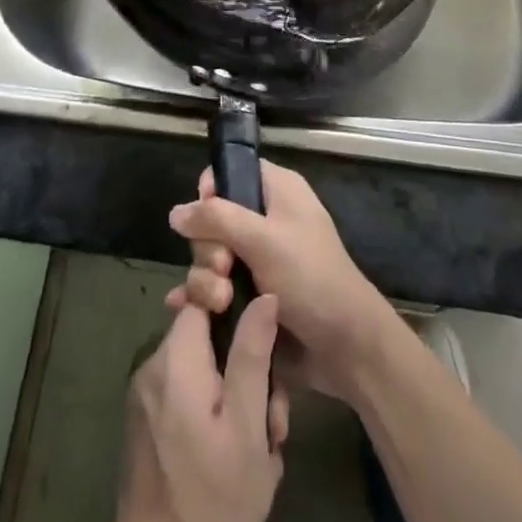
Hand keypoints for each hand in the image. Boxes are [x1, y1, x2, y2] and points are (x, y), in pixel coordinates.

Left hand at [109, 298, 288, 521]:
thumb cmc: (213, 500)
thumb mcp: (248, 427)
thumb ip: (253, 354)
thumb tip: (265, 294)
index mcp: (174, 359)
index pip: (203, 297)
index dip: (236, 304)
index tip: (264, 336)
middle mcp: (151, 367)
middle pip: (205, 337)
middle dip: (243, 366)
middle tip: (273, 415)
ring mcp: (144, 397)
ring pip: (199, 369)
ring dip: (232, 395)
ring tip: (260, 443)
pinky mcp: (144, 425)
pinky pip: (184, 395)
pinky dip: (211, 412)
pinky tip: (232, 453)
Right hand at [167, 161, 394, 400]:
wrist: (346, 348)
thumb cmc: (311, 279)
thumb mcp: (264, 240)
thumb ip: (217, 220)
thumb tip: (175, 212)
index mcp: (277, 191)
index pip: (232, 173)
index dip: (211, 192)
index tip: (205, 219)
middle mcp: (265, 220)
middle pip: (214, 220)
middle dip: (209, 248)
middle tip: (223, 269)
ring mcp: (257, 261)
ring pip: (211, 257)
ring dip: (206, 280)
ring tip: (220, 303)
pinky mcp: (250, 297)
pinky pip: (214, 287)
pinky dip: (200, 298)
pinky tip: (184, 310)